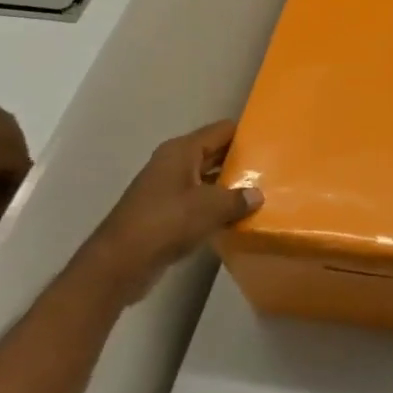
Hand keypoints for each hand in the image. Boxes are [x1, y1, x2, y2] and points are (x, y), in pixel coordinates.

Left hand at [81, 120, 262, 302]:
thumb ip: (238, 198)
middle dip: (240, 160)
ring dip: (228, 186)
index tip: (271, 143)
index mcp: (182, 151)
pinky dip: (215, 207)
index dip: (246, 134)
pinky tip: (236, 217)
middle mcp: (173, 163)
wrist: (120, 263)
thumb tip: (257, 195)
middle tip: (271, 169)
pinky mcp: (164, 213)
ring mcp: (166, 188)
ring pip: (206, 179)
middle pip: (214, 153)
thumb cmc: (166, 222)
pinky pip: (197, 201)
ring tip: (260, 194)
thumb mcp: (210, 207)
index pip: (222, 130)